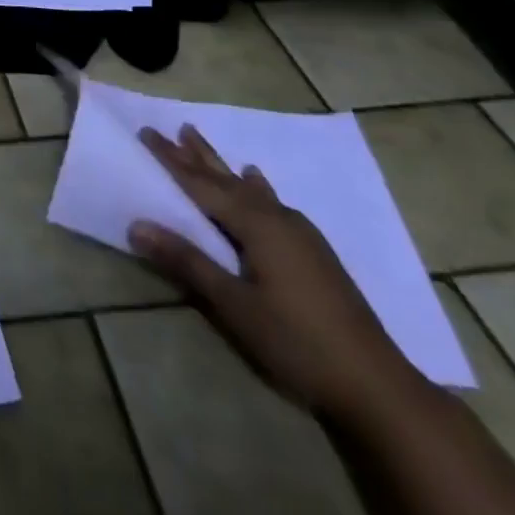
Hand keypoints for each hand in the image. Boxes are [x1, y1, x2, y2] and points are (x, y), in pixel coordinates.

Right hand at [130, 125, 416, 418]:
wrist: (379, 388)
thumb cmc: (297, 342)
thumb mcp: (234, 305)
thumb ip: (186, 261)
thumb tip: (136, 225)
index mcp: (256, 224)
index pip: (201, 183)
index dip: (171, 159)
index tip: (146, 131)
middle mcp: (278, 218)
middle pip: (227, 179)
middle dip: (197, 155)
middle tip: (175, 127)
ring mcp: (301, 235)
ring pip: (251, 189)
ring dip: (224, 167)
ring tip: (204, 144)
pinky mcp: (315, 253)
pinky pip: (273, 203)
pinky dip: (257, 188)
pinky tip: (260, 184)